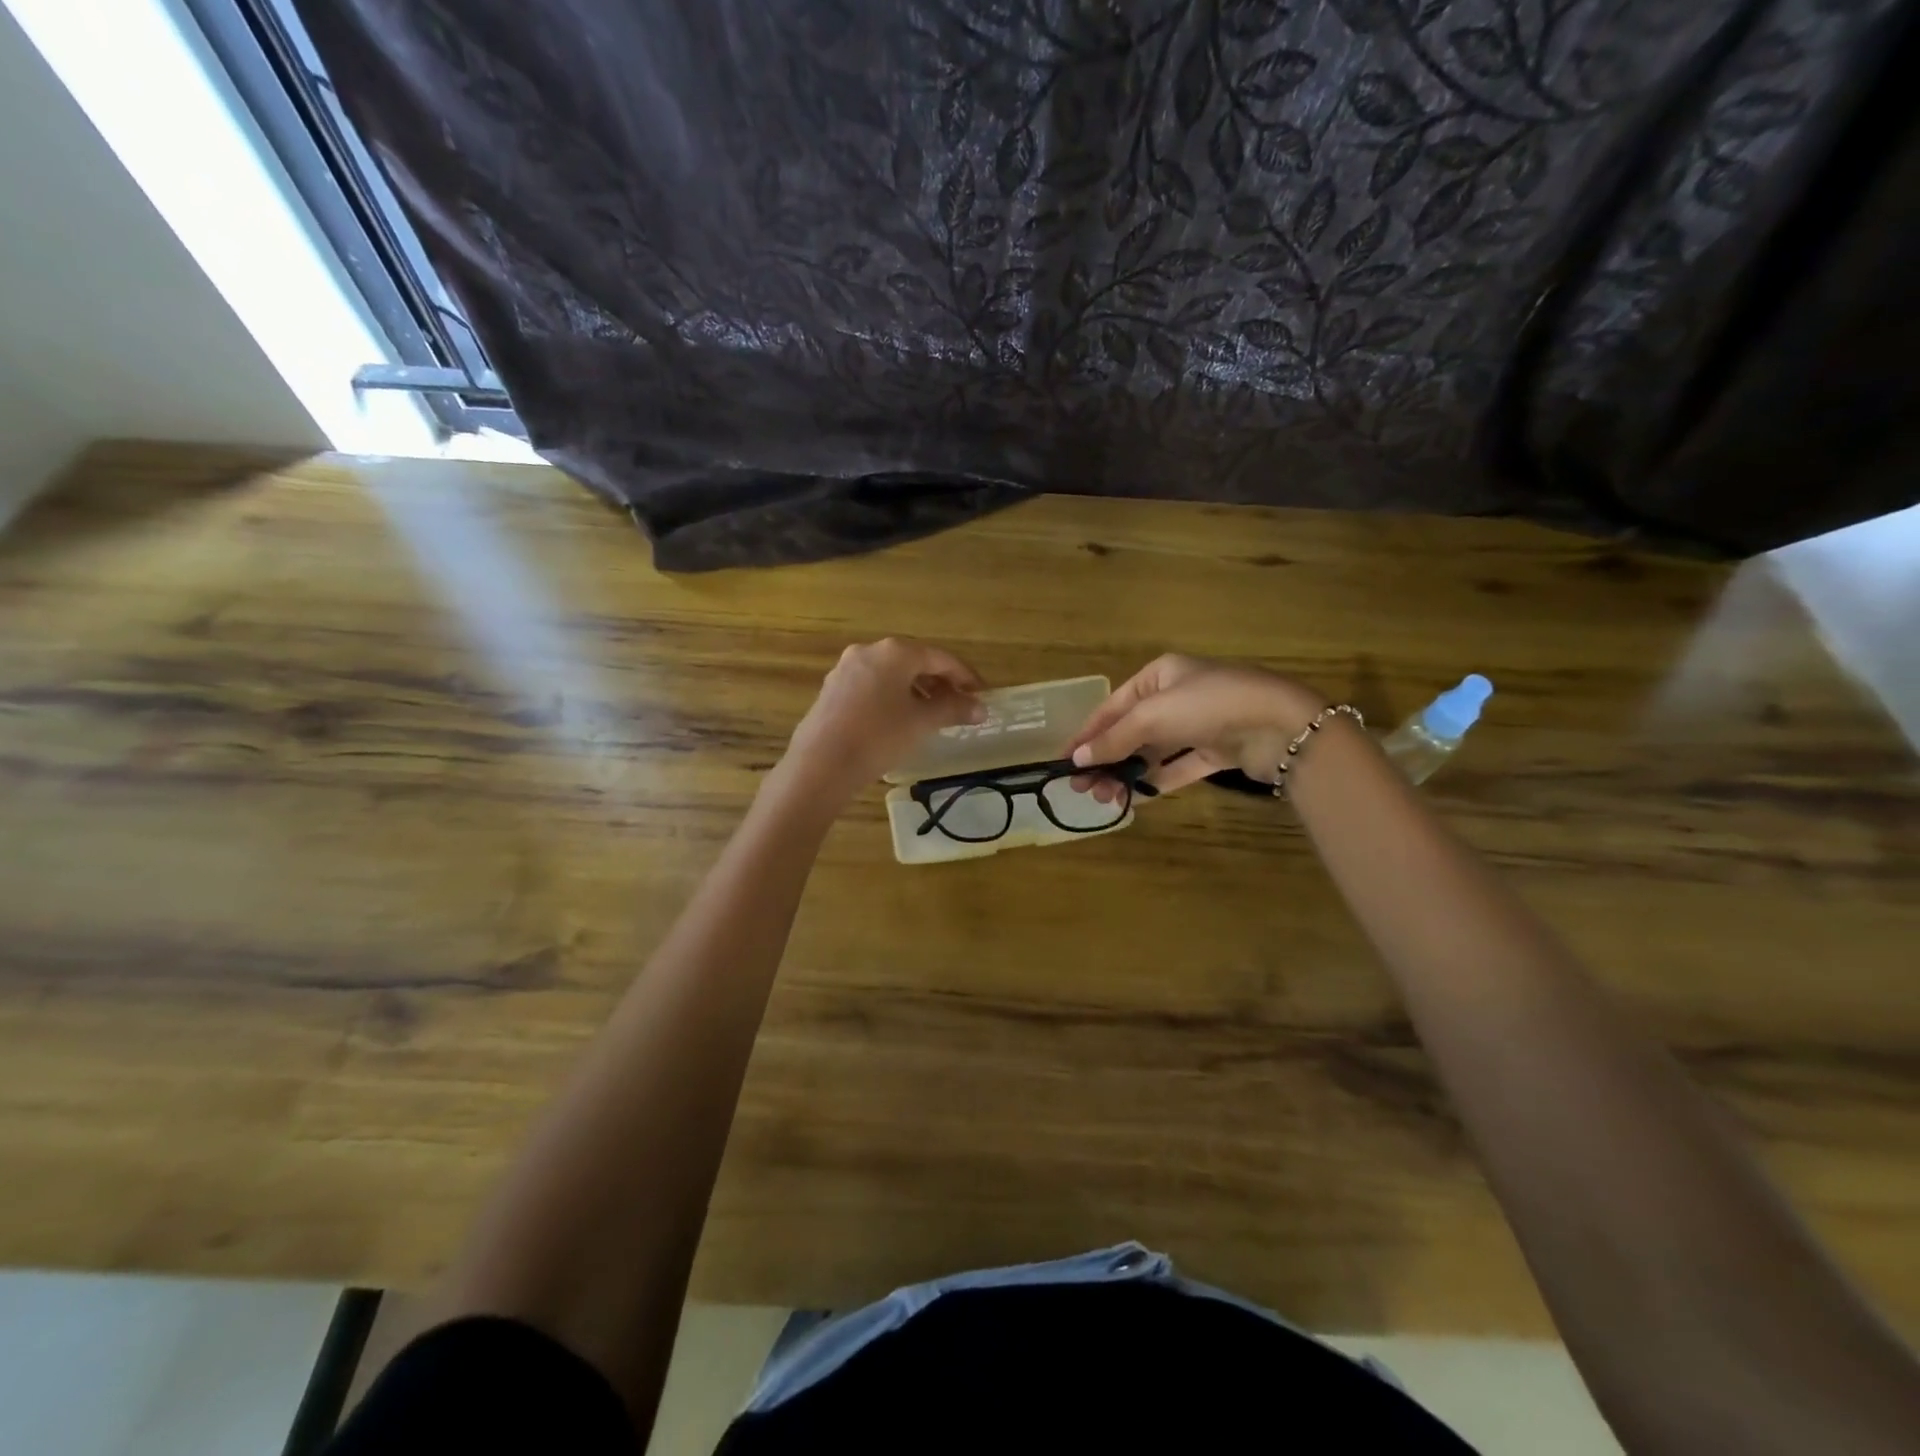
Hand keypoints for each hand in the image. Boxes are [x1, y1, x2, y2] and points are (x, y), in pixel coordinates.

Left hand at [777, 638, 985, 806]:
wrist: (821, 764)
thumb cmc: (879, 736)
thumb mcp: (922, 722)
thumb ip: (953, 709)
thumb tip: (980, 708)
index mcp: (895, 652)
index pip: (940, 658)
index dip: (965, 677)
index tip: (981, 695)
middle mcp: (869, 651)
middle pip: (914, 662)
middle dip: (939, 683)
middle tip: (958, 706)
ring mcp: (845, 669)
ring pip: (891, 675)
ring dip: (916, 691)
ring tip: (932, 715)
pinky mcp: (832, 690)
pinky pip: (872, 687)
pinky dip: (892, 698)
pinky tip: (899, 720)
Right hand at [1066, 654, 1326, 799]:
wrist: (1280, 724)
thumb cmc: (1208, 705)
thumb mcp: (1151, 716)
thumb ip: (1113, 739)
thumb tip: (1078, 759)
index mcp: (1158, 675)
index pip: (1112, 707)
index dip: (1087, 734)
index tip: (1064, 761)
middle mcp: (1176, 695)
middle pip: (1130, 731)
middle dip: (1106, 759)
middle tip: (1084, 789)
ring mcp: (1198, 723)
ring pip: (1153, 751)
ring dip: (1127, 773)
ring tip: (1107, 798)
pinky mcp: (1217, 749)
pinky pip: (1179, 766)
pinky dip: (1157, 780)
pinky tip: (1137, 798)